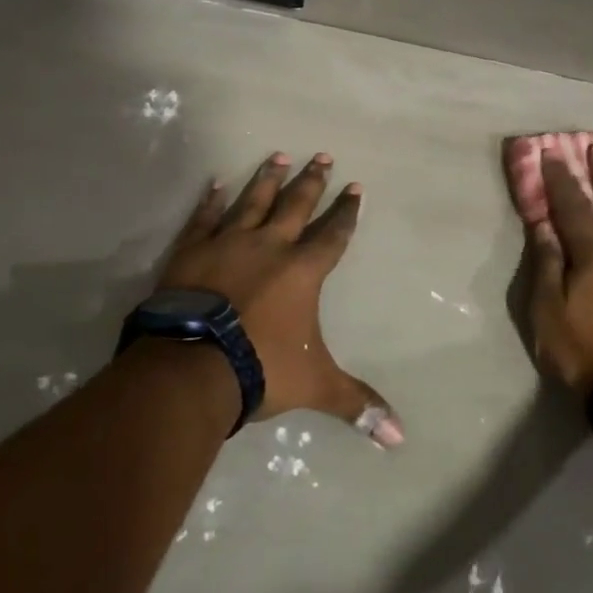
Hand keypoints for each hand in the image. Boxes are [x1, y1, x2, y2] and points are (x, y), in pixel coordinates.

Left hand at [158, 153, 403, 446]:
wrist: (192, 366)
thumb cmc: (260, 368)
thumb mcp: (315, 386)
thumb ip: (356, 403)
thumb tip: (400, 437)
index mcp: (302, 271)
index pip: (333, 234)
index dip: (346, 212)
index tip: (355, 187)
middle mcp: (269, 246)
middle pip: (296, 205)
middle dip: (312, 181)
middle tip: (322, 155)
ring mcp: (228, 243)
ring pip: (253, 201)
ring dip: (268, 178)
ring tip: (279, 155)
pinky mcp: (192, 250)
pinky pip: (205, 218)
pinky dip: (211, 200)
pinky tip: (217, 183)